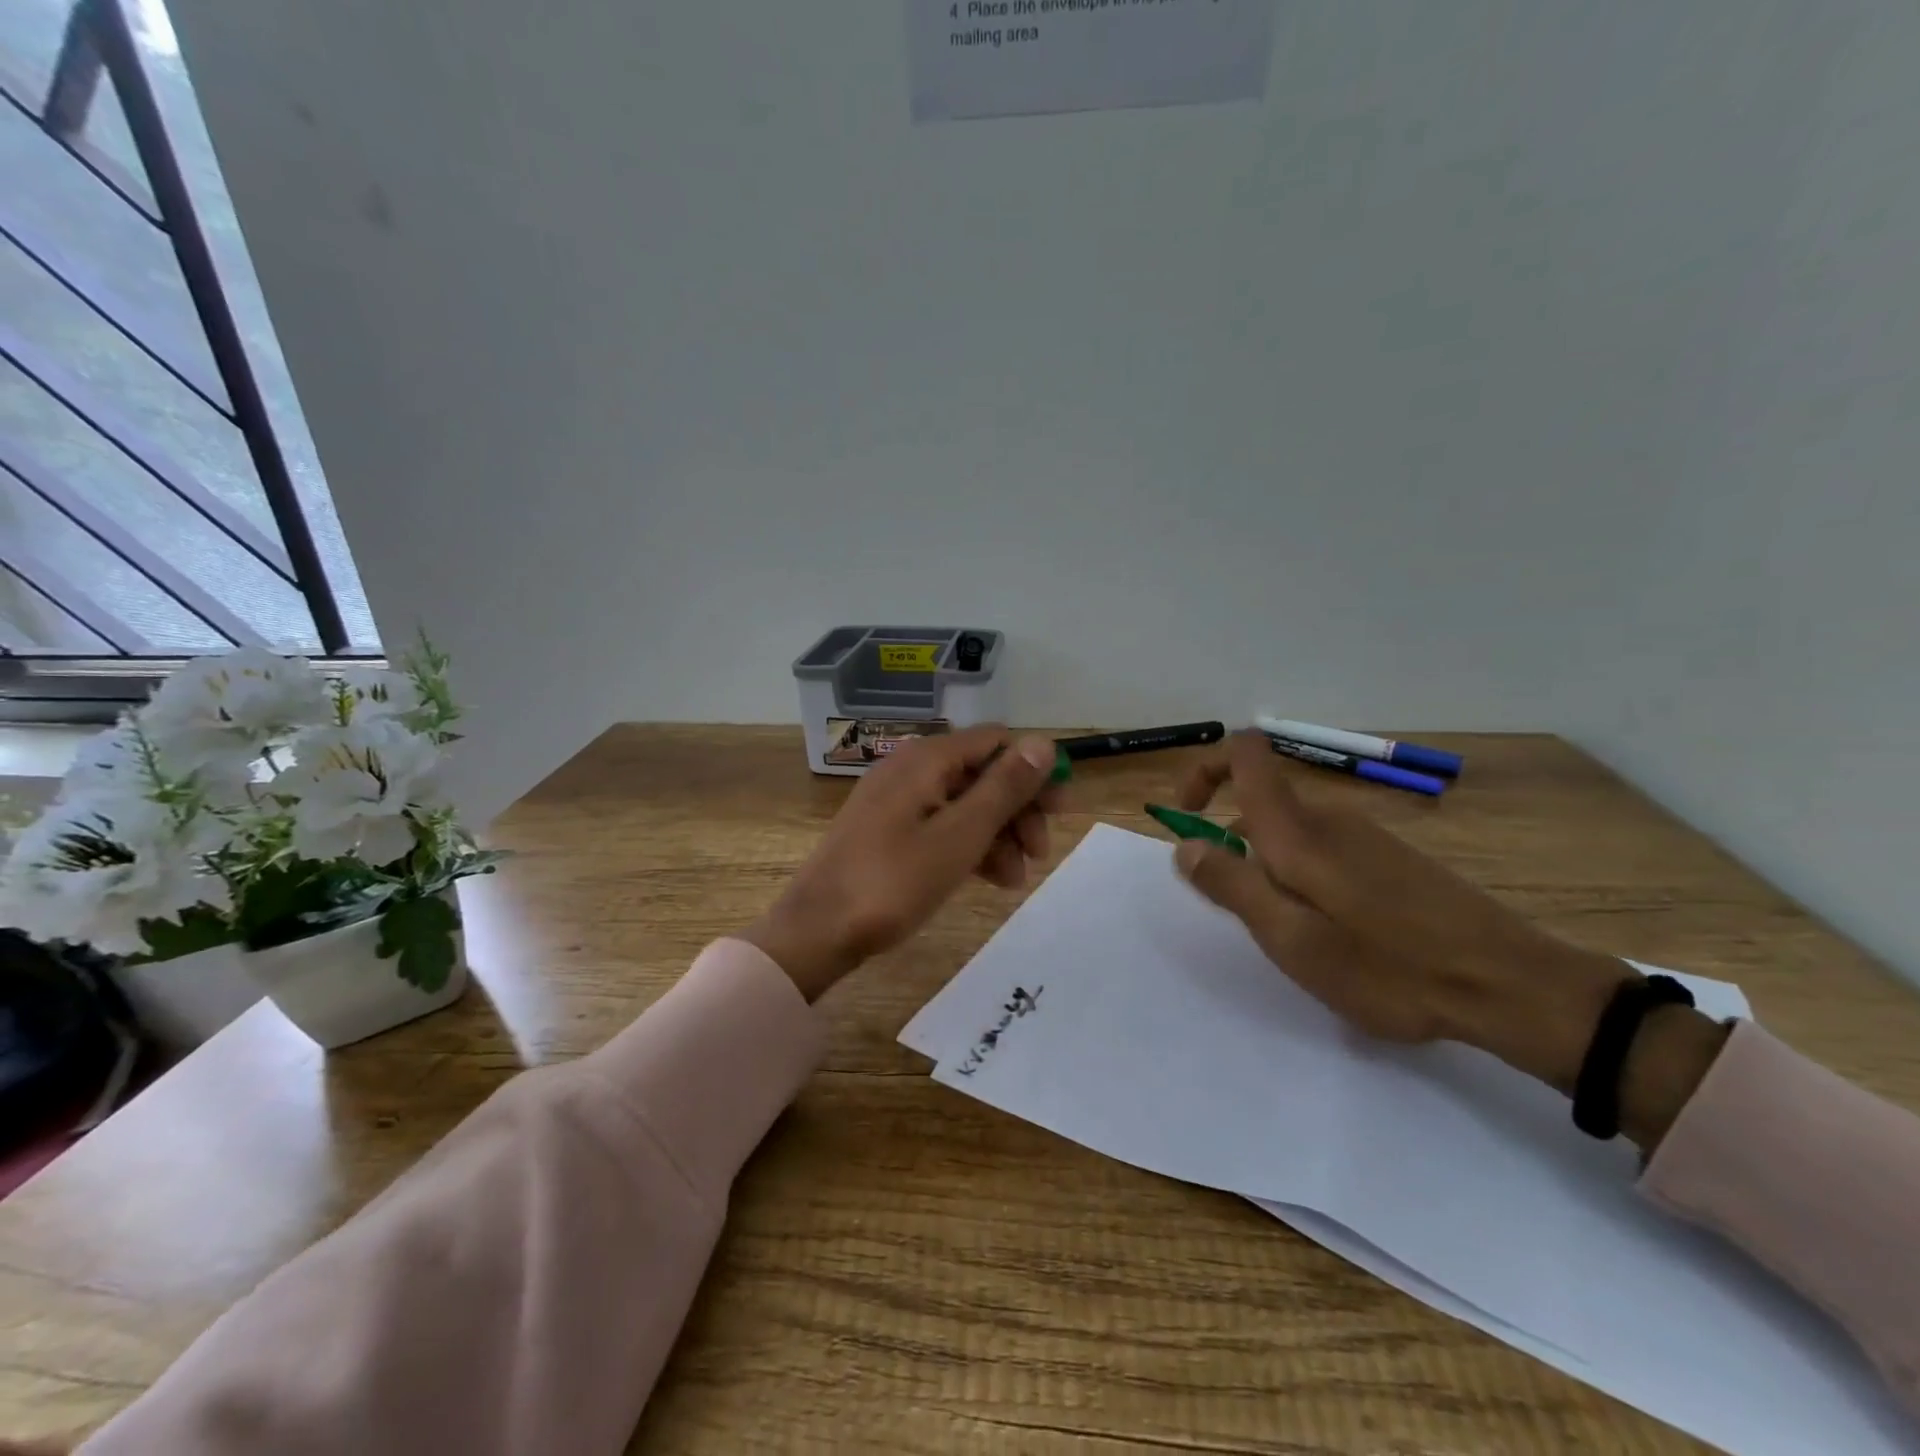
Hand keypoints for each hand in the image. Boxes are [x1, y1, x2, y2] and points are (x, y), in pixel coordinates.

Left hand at [743, 727, 1064, 1000]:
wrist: (816, 930)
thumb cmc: (894, 881)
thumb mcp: (960, 835)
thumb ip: (1004, 787)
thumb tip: (1044, 742)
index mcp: (928, 759)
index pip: (996, 742)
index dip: (1033, 770)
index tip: (1061, 810)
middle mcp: (912, 768)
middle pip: (982, 773)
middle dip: (1018, 809)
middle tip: (1042, 851)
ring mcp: (897, 800)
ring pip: (964, 803)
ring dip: (998, 834)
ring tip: (1016, 880)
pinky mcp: (888, 830)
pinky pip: (941, 824)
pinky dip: (969, 845)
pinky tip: (989, 879)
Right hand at [1170, 732, 1724, 1143]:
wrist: (1510, 985)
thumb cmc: (1387, 965)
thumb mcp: (1291, 937)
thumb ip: (1231, 885)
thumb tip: (1185, 845)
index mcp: (1298, 829)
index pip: (1246, 754)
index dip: (1206, 769)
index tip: (1190, 816)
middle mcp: (1330, 818)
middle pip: (1262, 802)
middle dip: (1232, 845)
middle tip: (1242, 912)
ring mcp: (1367, 836)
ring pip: (1293, 834)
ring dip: (1269, 869)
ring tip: (1294, 936)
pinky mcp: (1392, 859)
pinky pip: (1325, 852)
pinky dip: (1304, 878)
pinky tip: (1338, 935)